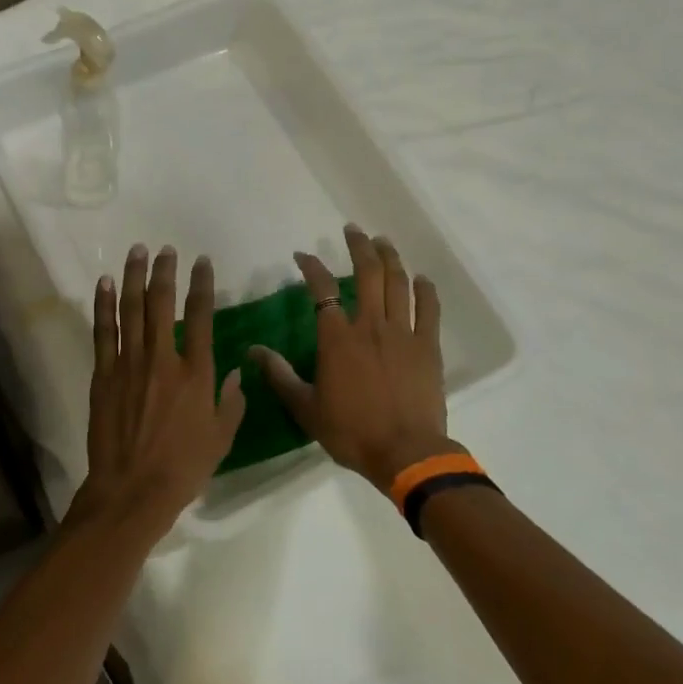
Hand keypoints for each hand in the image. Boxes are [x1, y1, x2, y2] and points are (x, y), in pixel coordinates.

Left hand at [73, 244, 246, 535]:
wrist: (133, 489)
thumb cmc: (183, 468)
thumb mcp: (221, 438)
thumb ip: (232, 401)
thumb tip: (235, 372)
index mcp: (195, 373)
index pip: (201, 316)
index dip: (202, 285)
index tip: (202, 262)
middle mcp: (162, 359)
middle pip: (162, 303)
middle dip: (165, 272)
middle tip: (166, 249)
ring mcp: (129, 364)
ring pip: (131, 310)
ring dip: (134, 277)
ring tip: (137, 252)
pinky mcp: (103, 375)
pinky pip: (103, 332)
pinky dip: (104, 305)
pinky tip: (105, 283)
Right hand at [251, 225, 452, 492]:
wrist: (406, 453)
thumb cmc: (351, 431)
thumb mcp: (305, 408)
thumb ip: (280, 375)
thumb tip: (253, 351)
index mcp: (338, 339)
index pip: (322, 290)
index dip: (311, 267)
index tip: (301, 256)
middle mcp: (371, 326)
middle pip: (367, 273)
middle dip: (358, 247)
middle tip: (352, 230)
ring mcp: (404, 333)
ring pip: (398, 283)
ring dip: (390, 258)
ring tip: (383, 241)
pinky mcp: (429, 347)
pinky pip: (429, 310)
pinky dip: (426, 290)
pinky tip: (422, 278)